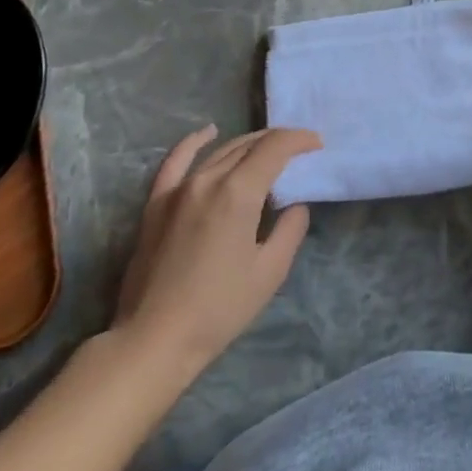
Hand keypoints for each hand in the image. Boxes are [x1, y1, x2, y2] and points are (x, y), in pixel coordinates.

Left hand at [114, 126, 318, 370]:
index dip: (299, 140)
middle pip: (248, 145)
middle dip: (277, 141)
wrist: (154, 338)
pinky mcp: (157, 203)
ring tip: (267, 147)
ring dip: (248, 144)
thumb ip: (289, 230)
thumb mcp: (270, 272)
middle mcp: (208, 180)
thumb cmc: (219, 309)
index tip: (317, 144)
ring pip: (220, 152)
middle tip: (299, 149)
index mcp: (238, 193)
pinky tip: (208, 132)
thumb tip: (294, 205)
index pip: (274, 149)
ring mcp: (178, 189)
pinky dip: (194, 142)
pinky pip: (176, 161)